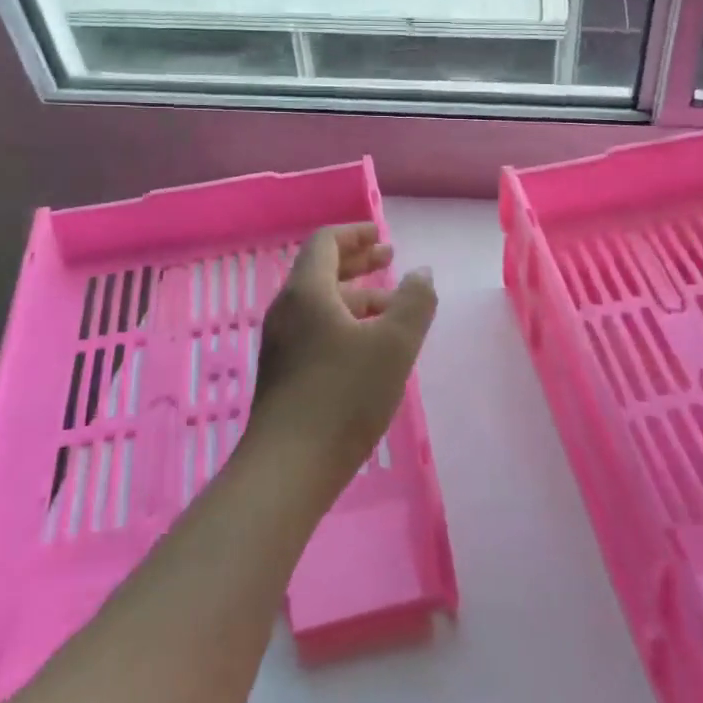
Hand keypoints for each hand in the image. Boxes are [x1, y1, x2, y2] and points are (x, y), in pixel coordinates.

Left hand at [247, 224, 436, 479]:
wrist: (289, 468)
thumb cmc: (344, 396)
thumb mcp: (394, 344)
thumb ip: (414, 301)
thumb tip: (420, 272)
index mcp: (307, 292)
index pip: (326, 243)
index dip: (356, 234)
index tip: (383, 237)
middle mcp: (288, 311)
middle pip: (322, 271)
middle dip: (358, 262)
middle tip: (390, 260)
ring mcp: (281, 344)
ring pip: (321, 305)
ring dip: (357, 297)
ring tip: (393, 310)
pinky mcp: (284, 374)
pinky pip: (316, 330)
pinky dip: (345, 323)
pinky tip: (370, 348)